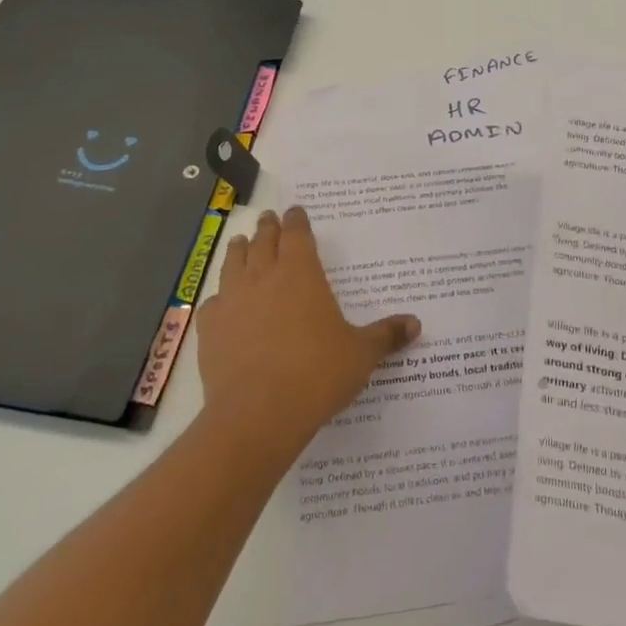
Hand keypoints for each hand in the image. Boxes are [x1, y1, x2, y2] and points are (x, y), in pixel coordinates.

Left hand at [196, 206, 420, 456]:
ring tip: (242, 243)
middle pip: (264, 241)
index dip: (297, 221)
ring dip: (240, 250)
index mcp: (301, 273)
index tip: (296, 211)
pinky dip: (220, 296)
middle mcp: (263, 277)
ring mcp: (232, 300)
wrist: (257, 414)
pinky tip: (221, 302)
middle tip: (269, 218)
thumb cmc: (317, 374)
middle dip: (269, 228)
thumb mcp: (361, 354)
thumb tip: (416, 324)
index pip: (298, 235)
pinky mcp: (210, 328)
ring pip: (233, 263)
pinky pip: (213, 302)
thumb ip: (386, 335)